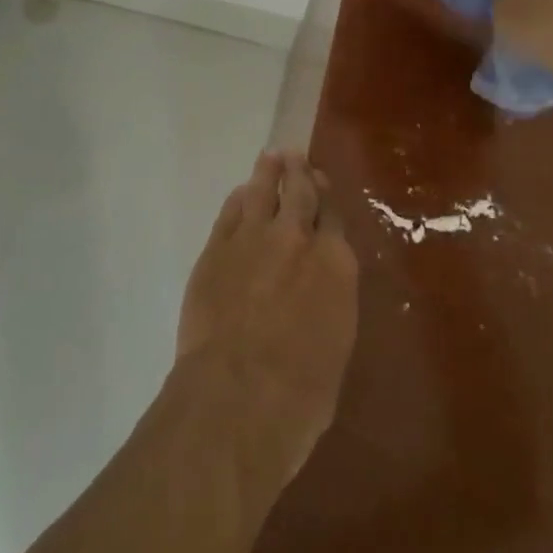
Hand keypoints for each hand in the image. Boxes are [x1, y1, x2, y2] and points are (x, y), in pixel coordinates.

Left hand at [174, 151, 358, 482]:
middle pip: (300, 192)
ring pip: (263, 191)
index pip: (334, 217)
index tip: (323, 188)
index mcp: (336, 264)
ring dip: (269, 172)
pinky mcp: (216, 249)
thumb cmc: (301, 393)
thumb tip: (322, 289)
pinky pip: (231, 212)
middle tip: (297, 157)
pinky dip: (238, 199)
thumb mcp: (336, 346)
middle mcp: (297, 238)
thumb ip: (331, 303)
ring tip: (271, 157)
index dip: (328, 200)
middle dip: (300, 172)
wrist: (237, 395)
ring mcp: (253, 238)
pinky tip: (241, 193)